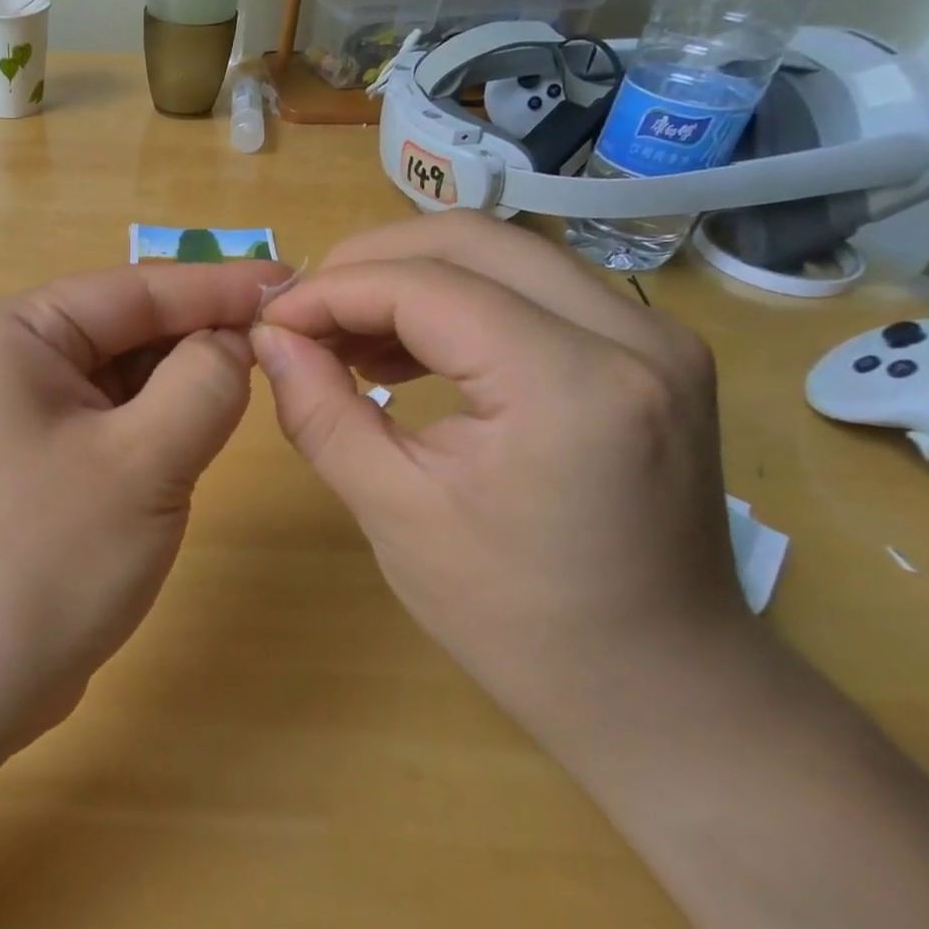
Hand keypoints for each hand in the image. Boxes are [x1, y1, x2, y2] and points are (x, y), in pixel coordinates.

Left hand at [0, 259, 291, 757]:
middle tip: (285, 344)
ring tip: (252, 386)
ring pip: (117, 382)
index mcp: (15, 335)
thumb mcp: (142, 462)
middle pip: (123, 331)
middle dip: (198, 338)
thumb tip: (234, 340)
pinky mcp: (29, 469)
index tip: (291, 283)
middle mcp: (7, 364)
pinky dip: (152, 428)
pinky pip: (104, 427)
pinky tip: (195, 437)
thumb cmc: (40, 560)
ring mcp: (14, 420)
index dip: (216, 286)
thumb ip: (203, 384)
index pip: (133, 289)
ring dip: (178, 386)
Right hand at [250, 212, 746, 726]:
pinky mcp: (648, 351)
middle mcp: (631, 335)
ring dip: (410, 277)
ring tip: (344, 334)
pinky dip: (456, 300)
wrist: (660, 690)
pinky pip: (532, 288)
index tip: (270, 321)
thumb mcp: (393, 514)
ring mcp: (653, 336)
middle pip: (470, 239)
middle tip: (304, 315)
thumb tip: (268, 339)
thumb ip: (319, 411)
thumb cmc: (517, 620)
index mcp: (569, 386)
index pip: (425, 286)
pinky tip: (406, 347)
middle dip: (368, 263)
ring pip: (502, 253)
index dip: (331, 291)